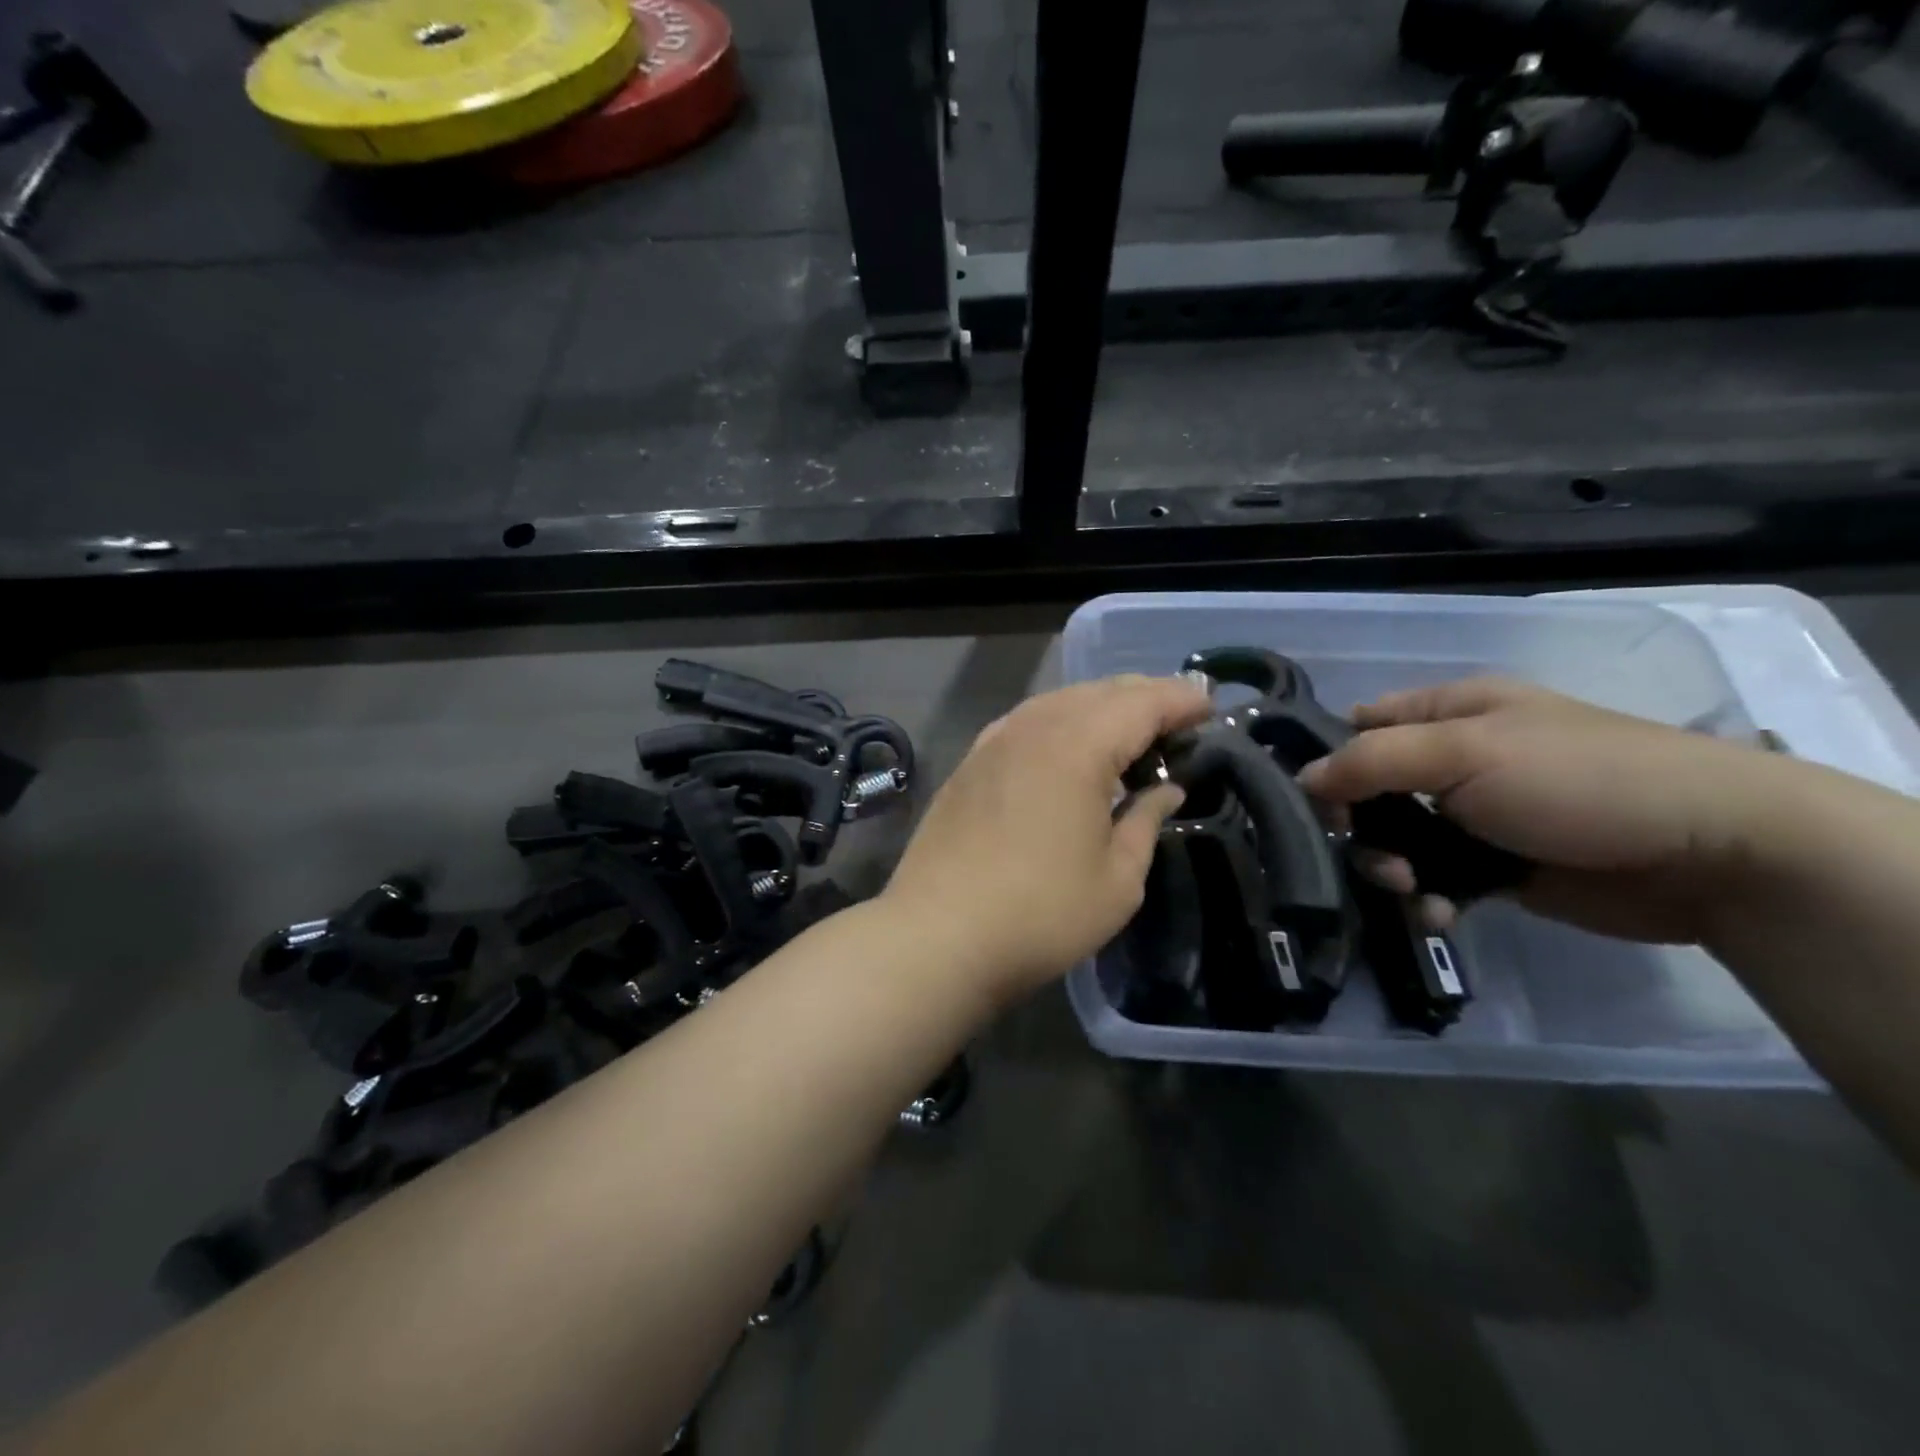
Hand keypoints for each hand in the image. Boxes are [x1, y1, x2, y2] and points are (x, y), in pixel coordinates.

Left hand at [881, 675, 1211, 1002]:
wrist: (937, 936)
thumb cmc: (1040, 914)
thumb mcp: (1117, 879)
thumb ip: (1146, 821)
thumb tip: (1166, 790)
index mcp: (1076, 747)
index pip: (1141, 703)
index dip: (1180, 700)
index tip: (1210, 708)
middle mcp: (1032, 728)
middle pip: (1098, 692)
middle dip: (1144, 697)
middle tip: (1177, 718)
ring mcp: (993, 742)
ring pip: (1058, 702)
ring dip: (1100, 706)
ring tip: (1129, 729)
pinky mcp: (969, 764)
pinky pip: (1025, 722)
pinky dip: (1059, 721)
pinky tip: (1067, 745)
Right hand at [1298, 677, 1785, 943]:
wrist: (1710, 853)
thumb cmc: (1577, 779)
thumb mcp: (1462, 753)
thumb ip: (1370, 762)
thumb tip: (1302, 780)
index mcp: (1449, 711)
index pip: (1361, 725)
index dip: (1328, 757)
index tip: (1311, 799)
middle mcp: (1455, 759)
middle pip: (1371, 790)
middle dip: (1358, 826)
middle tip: (1372, 855)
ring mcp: (1476, 815)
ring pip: (1397, 840)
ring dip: (1390, 868)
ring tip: (1410, 888)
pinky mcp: (1497, 867)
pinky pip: (1435, 880)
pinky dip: (1427, 898)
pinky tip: (1438, 914)